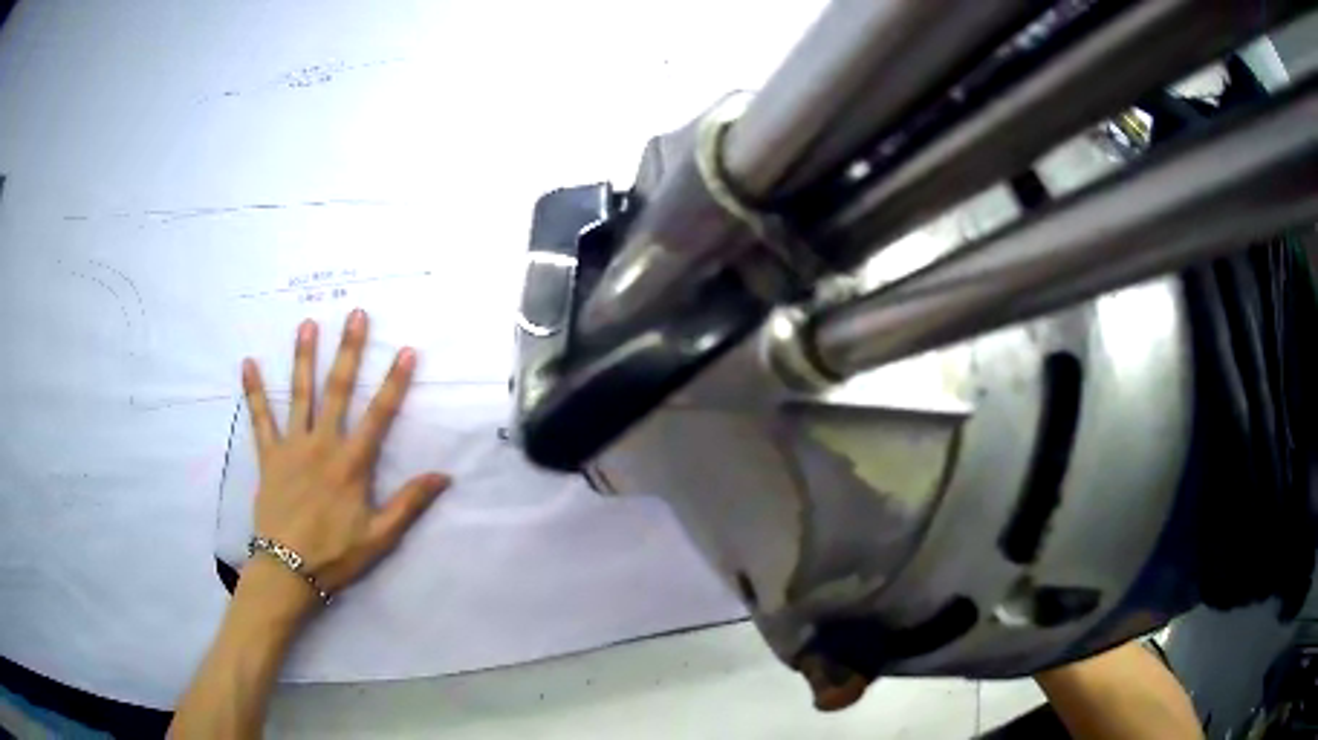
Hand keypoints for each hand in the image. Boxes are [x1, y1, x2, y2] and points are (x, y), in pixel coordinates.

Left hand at [241, 309, 449, 609]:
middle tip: (356, 314)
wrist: (288, 570)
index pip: (379, 415)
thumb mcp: (380, 537)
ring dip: (304, 357)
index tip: (406, 350)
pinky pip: (260, 419)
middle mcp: (322, 444)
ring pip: (299, 394)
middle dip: (349, 350)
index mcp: (352, 464)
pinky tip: (248, 363)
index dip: (394, 382)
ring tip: (308, 323)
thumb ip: (409, 503)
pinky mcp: (269, 456)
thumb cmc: (336, 554)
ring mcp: (292, 446)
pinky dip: (253, 391)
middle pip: (337, 390)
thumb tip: (445, 476)